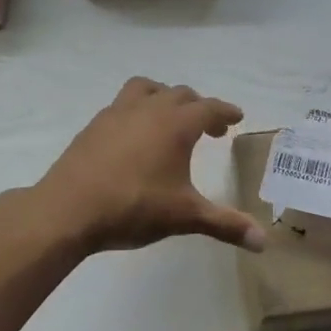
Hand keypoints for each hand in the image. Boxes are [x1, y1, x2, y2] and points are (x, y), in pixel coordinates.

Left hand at [36, 78, 265, 254]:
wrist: (67, 210)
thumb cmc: (133, 208)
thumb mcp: (185, 216)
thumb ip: (225, 224)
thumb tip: (263, 242)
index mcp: (175, 125)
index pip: (209, 108)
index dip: (225, 112)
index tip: (236, 117)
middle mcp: (148, 110)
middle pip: (180, 94)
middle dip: (199, 107)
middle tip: (211, 128)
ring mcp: (116, 114)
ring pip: (146, 89)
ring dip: (164, 97)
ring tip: (170, 117)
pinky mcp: (93, 126)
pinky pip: (122, 105)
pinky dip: (137, 110)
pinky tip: (135, 136)